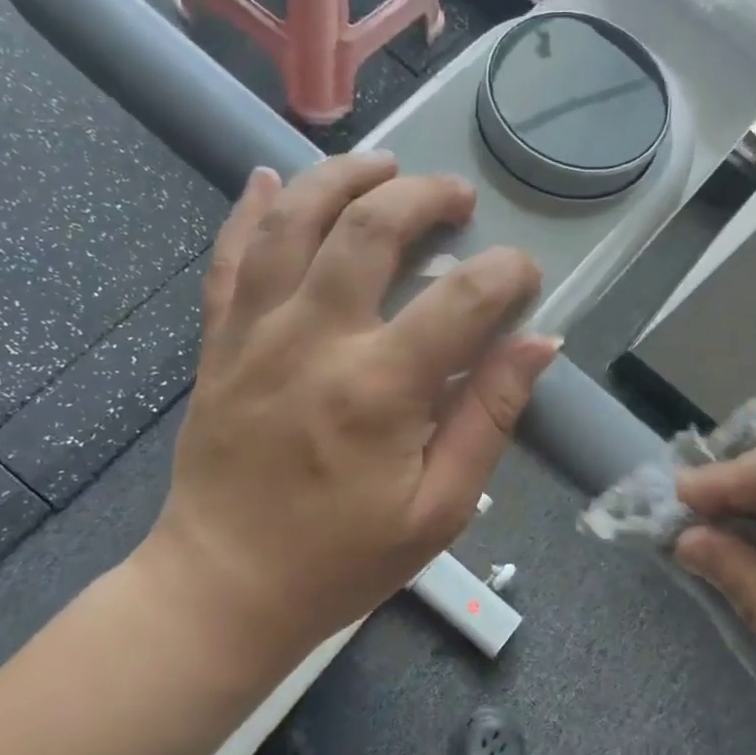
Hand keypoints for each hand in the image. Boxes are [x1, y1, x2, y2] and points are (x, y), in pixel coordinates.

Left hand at [141, 153, 556, 675]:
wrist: (224, 588)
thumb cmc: (342, 560)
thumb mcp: (440, 509)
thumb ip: (490, 418)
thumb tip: (537, 343)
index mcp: (378, 389)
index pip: (462, 299)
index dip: (506, 274)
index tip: (525, 276)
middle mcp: (313, 341)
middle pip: (369, 229)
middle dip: (423, 197)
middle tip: (456, 198)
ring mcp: (254, 335)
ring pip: (292, 223)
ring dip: (341, 180)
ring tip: (382, 166)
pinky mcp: (218, 344)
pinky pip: (228, 259)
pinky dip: (248, 212)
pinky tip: (267, 178)